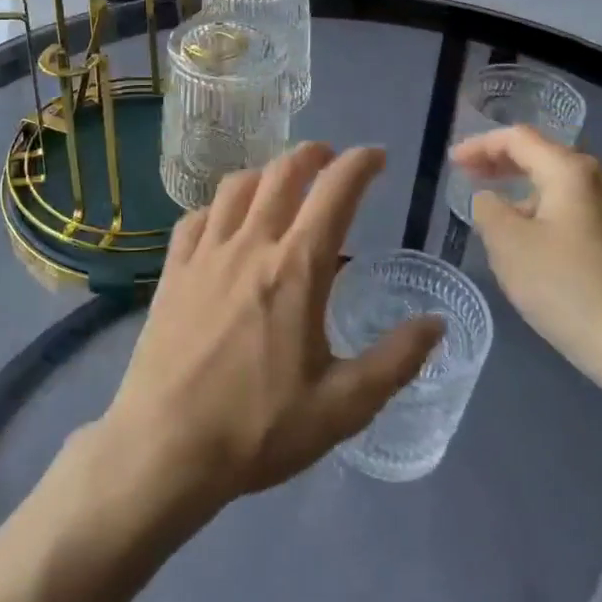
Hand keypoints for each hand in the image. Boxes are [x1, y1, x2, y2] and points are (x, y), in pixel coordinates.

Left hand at [95, 144, 443, 513]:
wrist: (165, 447)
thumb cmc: (258, 428)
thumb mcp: (342, 407)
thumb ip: (395, 361)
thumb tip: (436, 324)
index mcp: (297, 269)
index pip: (335, 192)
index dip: (360, 164)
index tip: (377, 156)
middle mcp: (250, 245)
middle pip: (282, 173)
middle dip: (312, 154)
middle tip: (330, 158)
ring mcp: (205, 254)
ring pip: (236, 187)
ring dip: (265, 172)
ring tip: (280, 182)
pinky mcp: (172, 271)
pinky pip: (196, 218)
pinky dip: (218, 207)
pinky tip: (224, 223)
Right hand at [452, 126, 601, 376]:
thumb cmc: (565, 286)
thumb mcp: (507, 244)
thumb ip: (488, 210)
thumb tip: (491, 200)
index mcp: (571, 171)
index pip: (518, 139)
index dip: (480, 145)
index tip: (453, 163)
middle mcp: (600, 179)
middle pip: (543, 156)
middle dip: (502, 162)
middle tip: (469, 175)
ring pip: (560, 184)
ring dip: (524, 188)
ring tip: (496, 208)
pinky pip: (575, 207)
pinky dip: (545, 208)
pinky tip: (532, 236)